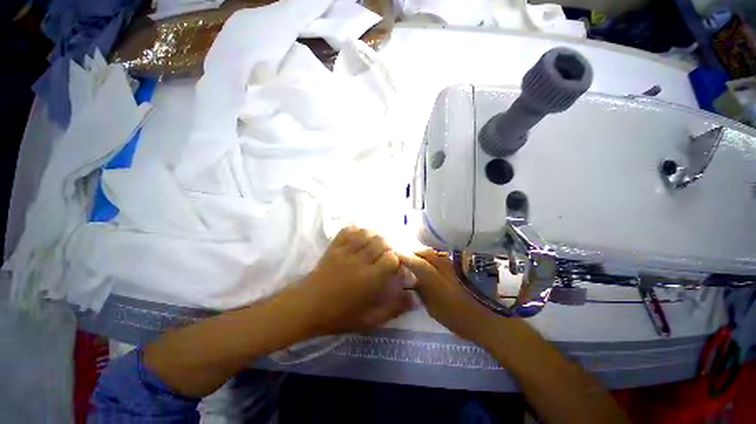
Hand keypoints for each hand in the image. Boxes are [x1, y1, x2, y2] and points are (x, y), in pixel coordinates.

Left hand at [297, 226, 413, 335]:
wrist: (306, 307)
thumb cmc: (338, 315)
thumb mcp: (368, 320)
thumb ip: (392, 309)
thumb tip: (413, 299)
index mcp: (369, 279)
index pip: (391, 258)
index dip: (396, 260)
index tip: (394, 267)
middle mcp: (359, 261)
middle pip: (381, 241)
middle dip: (388, 246)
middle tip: (386, 255)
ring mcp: (345, 251)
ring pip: (367, 233)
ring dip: (375, 236)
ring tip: (375, 245)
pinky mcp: (334, 246)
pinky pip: (349, 230)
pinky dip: (358, 230)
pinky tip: (361, 237)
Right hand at [398, 249, 500, 344]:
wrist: (485, 318)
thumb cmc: (457, 318)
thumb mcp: (433, 309)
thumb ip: (422, 291)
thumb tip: (413, 278)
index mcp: (436, 281)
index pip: (417, 263)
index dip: (405, 257)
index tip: (395, 254)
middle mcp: (444, 268)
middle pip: (426, 252)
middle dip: (413, 252)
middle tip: (405, 256)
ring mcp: (453, 266)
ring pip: (434, 252)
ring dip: (423, 252)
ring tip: (416, 258)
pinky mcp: (459, 266)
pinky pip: (441, 256)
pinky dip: (432, 255)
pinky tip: (430, 261)